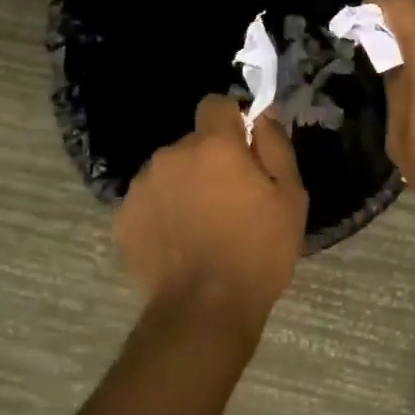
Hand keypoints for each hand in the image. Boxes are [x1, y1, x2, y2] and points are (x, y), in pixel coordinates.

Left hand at [115, 95, 307, 330]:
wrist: (205, 310)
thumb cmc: (259, 251)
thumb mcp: (290, 197)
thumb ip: (276, 146)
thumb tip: (263, 115)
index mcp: (214, 145)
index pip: (215, 104)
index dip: (232, 121)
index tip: (245, 148)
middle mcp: (171, 155)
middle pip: (193, 143)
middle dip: (211, 160)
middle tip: (231, 198)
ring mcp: (142, 187)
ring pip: (170, 171)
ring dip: (185, 185)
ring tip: (203, 225)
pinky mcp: (124, 218)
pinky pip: (151, 200)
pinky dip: (165, 212)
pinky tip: (180, 242)